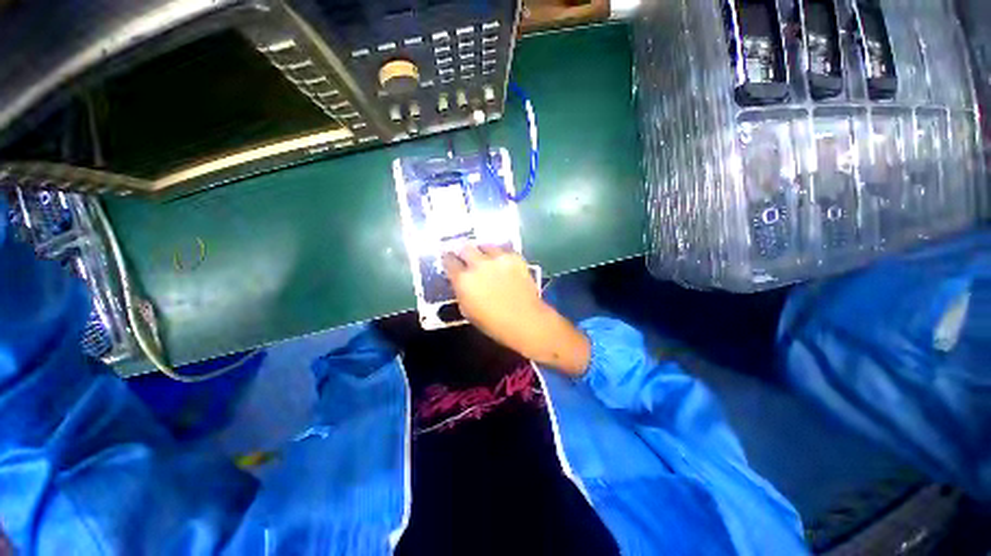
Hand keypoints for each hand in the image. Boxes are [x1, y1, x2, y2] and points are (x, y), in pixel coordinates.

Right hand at [442, 246, 589, 374]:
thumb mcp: (467, 310)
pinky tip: (501, 262)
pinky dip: (499, 254)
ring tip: (485, 257)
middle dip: (462, 250)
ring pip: (484, 245)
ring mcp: (498, 259)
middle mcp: (478, 265)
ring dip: (482, 250)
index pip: (448, 261)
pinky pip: (503, 250)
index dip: (447, 260)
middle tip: (464, 255)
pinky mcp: (514, 257)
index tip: (449, 260)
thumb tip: (460, 281)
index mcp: (464, 280)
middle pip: (464, 247)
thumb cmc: (493, 323)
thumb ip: (461, 291)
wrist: (525, 320)